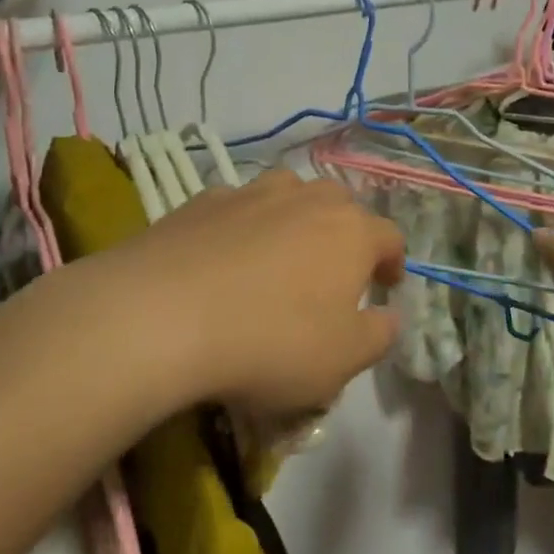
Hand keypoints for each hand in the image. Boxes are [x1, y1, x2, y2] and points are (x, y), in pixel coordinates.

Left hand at [77, 170, 405, 416]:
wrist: (160, 317)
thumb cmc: (270, 342)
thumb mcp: (341, 361)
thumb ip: (378, 335)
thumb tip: (388, 316)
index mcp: (351, 232)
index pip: (390, 237)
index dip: (393, 262)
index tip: (386, 286)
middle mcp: (308, 198)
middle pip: (341, 204)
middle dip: (345, 233)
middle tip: (333, 271)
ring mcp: (252, 193)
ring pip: (289, 193)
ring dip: (295, 218)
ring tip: (280, 254)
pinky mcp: (202, 200)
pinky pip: (237, 207)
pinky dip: (242, 226)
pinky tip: (223, 258)